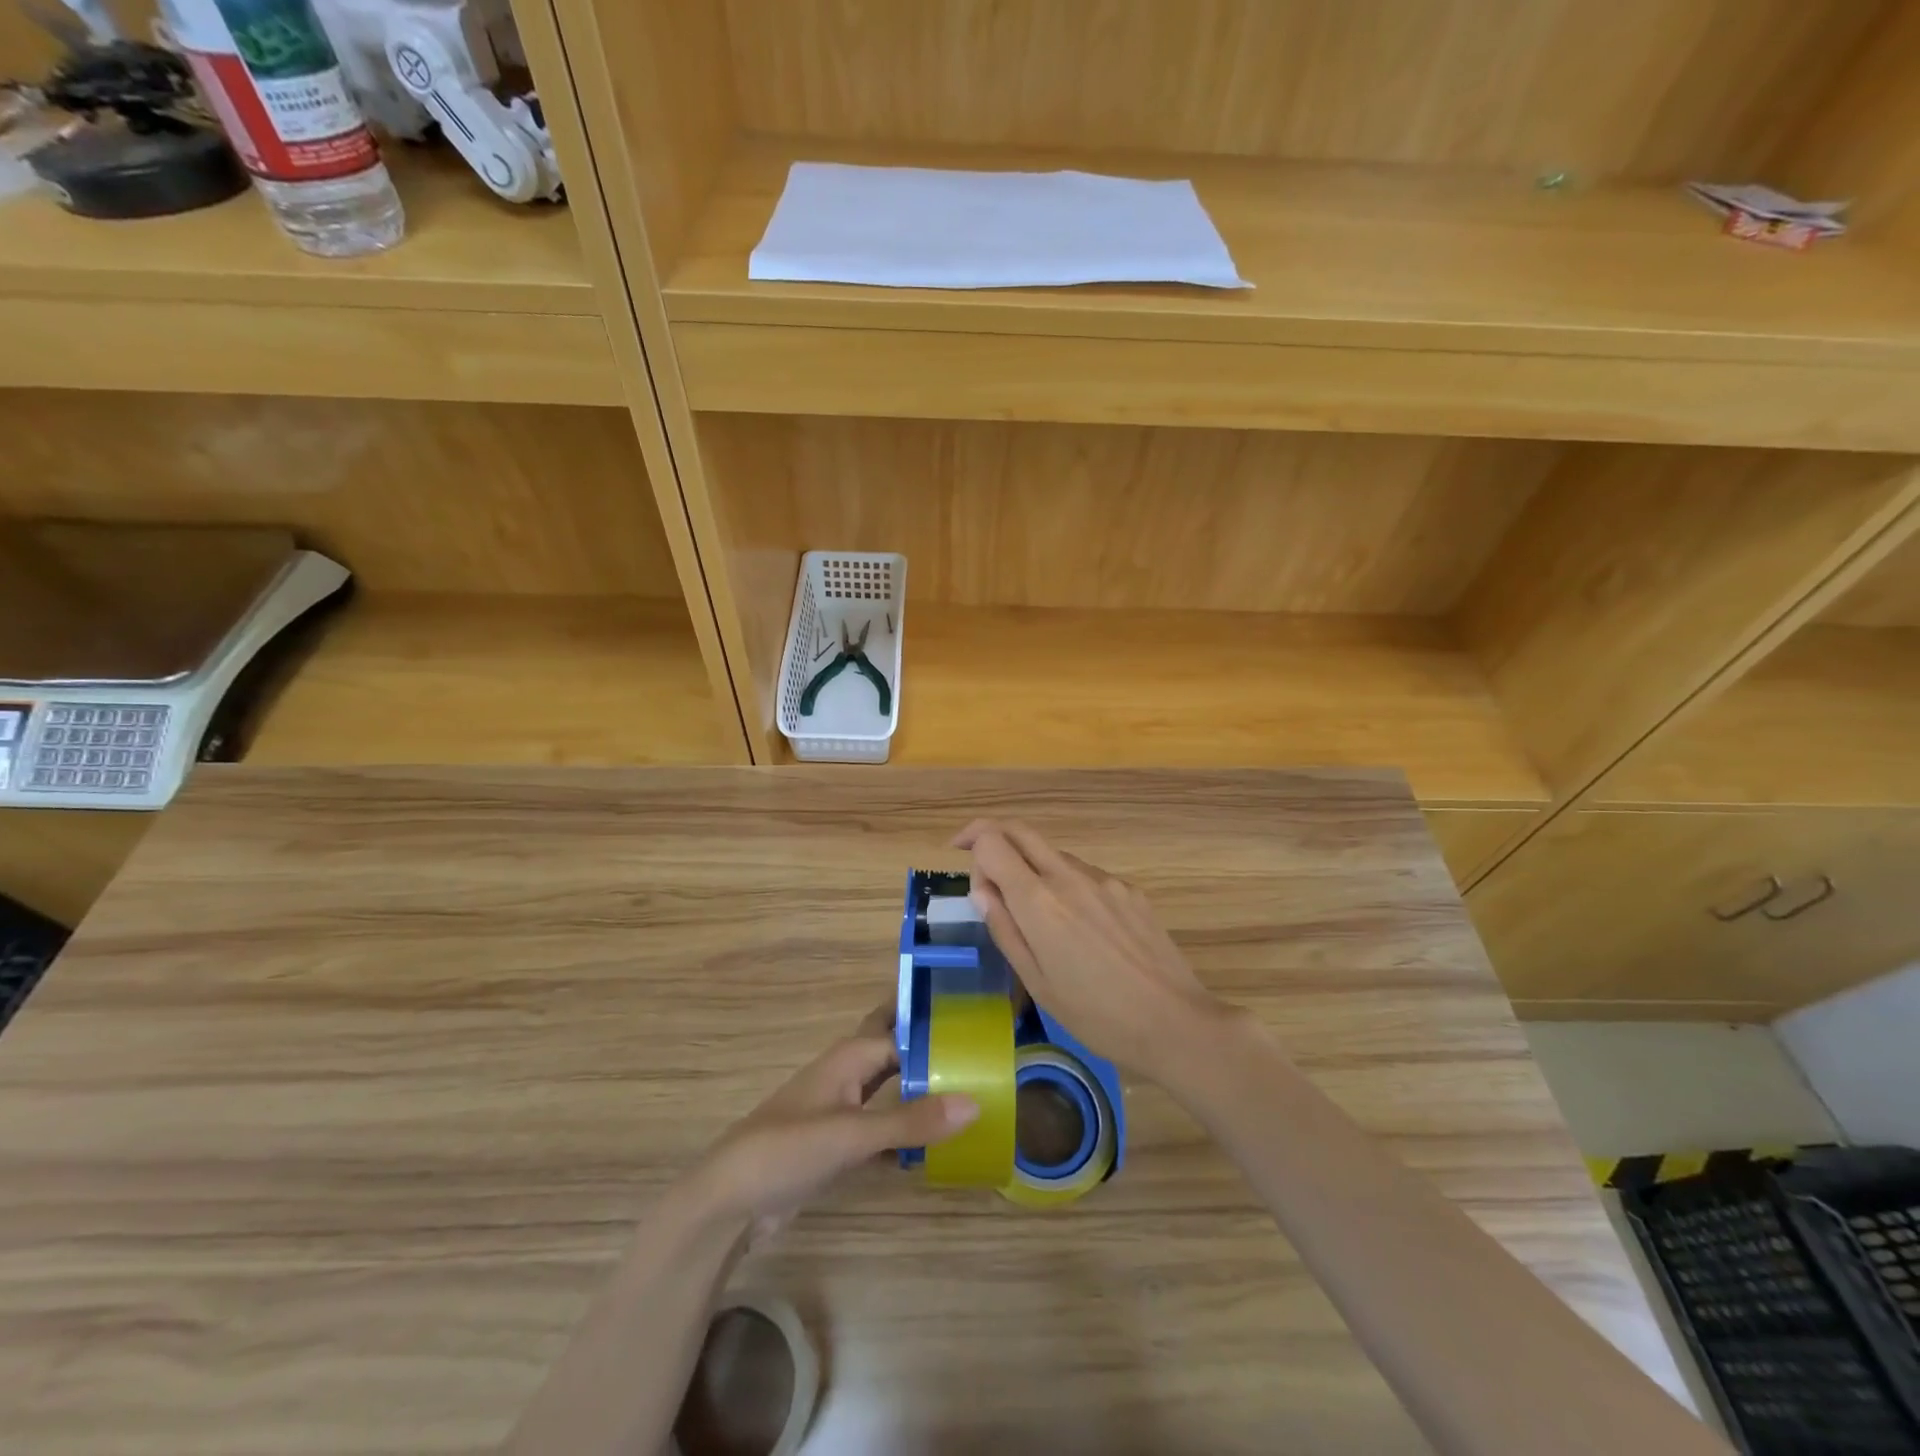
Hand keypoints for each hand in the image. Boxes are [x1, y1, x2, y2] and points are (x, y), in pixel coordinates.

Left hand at [686, 1003, 979, 1242]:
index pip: (904, 1033)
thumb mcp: (852, 1135)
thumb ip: (911, 1120)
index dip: (938, 1029)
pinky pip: (881, 1126)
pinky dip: (904, 1130)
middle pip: (894, 1052)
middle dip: (927, 1049)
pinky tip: (933, 1146)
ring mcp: (841, 1109)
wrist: (729, 1202)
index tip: (980, 1029)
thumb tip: (975, 1103)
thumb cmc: (787, 1149)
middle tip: (977, 1051)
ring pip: (889, 1089)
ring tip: (967, 1092)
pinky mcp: (837, 1143)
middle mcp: (848, 1074)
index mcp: (850, 1057)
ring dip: (919, 1090)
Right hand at [955, 819, 1241, 1081]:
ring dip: (1031, 866)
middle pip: (1021, 830)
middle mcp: (1069, 876)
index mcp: (1039, 901)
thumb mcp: (1037, 982)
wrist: (1175, 1022)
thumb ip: (1005, 928)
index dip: (972, 847)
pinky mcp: (1129, 889)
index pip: (992, 841)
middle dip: (992, 833)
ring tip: (1034, 914)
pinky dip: (1065, 885)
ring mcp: (1104, 879)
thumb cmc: (1096, 1015)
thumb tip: (981, 890)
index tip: (966, 871)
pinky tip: (1078, 928)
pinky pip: (1085, 874)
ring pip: (1053, 853)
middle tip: (976, 856)